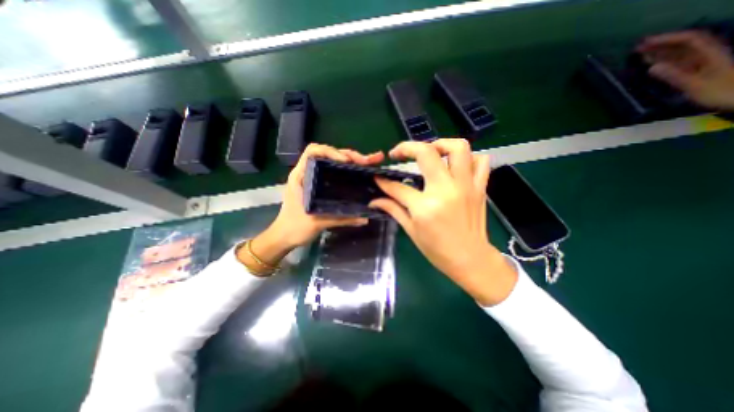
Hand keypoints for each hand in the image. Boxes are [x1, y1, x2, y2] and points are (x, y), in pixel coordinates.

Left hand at [244, 144, 385, 269]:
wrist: (284, 237)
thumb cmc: (294, 227)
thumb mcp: (317, 223)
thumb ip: (341, 219)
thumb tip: (365, 218)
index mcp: (300, 176)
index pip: (313, 151)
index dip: (331, 151)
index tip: (347, 161)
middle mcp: (306, 173)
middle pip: (327, 154)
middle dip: (347, 155)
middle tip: (366, 161)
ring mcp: (313, 179)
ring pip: (331, 162)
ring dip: (349, 161)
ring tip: (366, 164)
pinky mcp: (318, 186)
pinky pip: (333, 172)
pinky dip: (346, 170)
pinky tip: (357, 174)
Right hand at [373, 138, 515, 305]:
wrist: (471, 259)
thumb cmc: (438, 250)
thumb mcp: (411, 230)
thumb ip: (393, 209)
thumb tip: (375, 200)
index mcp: (425, 206)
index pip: (398, 186)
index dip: (384, 181)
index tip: (378, 176)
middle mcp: (445, 190)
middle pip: (426, 153)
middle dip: (407, 147)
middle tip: (399, 153)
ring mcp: (466, 186)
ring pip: (458, 148)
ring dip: (440, 144)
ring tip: (430, 152)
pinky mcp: (479, 187)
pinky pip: (480, 162)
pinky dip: (468, 158)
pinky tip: (456, 166)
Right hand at [635, 29, 733, 108]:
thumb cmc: (722, 93)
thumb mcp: (696, 86)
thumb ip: (674, 76)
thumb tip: (652, 68)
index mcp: (710, 54)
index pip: (689, 39)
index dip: (667, 39)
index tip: (645, 43)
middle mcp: (706, 55)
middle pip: (683, 45)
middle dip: (661, 44)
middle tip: (638, 47)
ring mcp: (701, 64)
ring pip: (679, 54)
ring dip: (660, 53)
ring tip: (641, 54)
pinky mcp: (696, 72)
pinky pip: (678, 64)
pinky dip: (664, 62)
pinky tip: (653, 65)